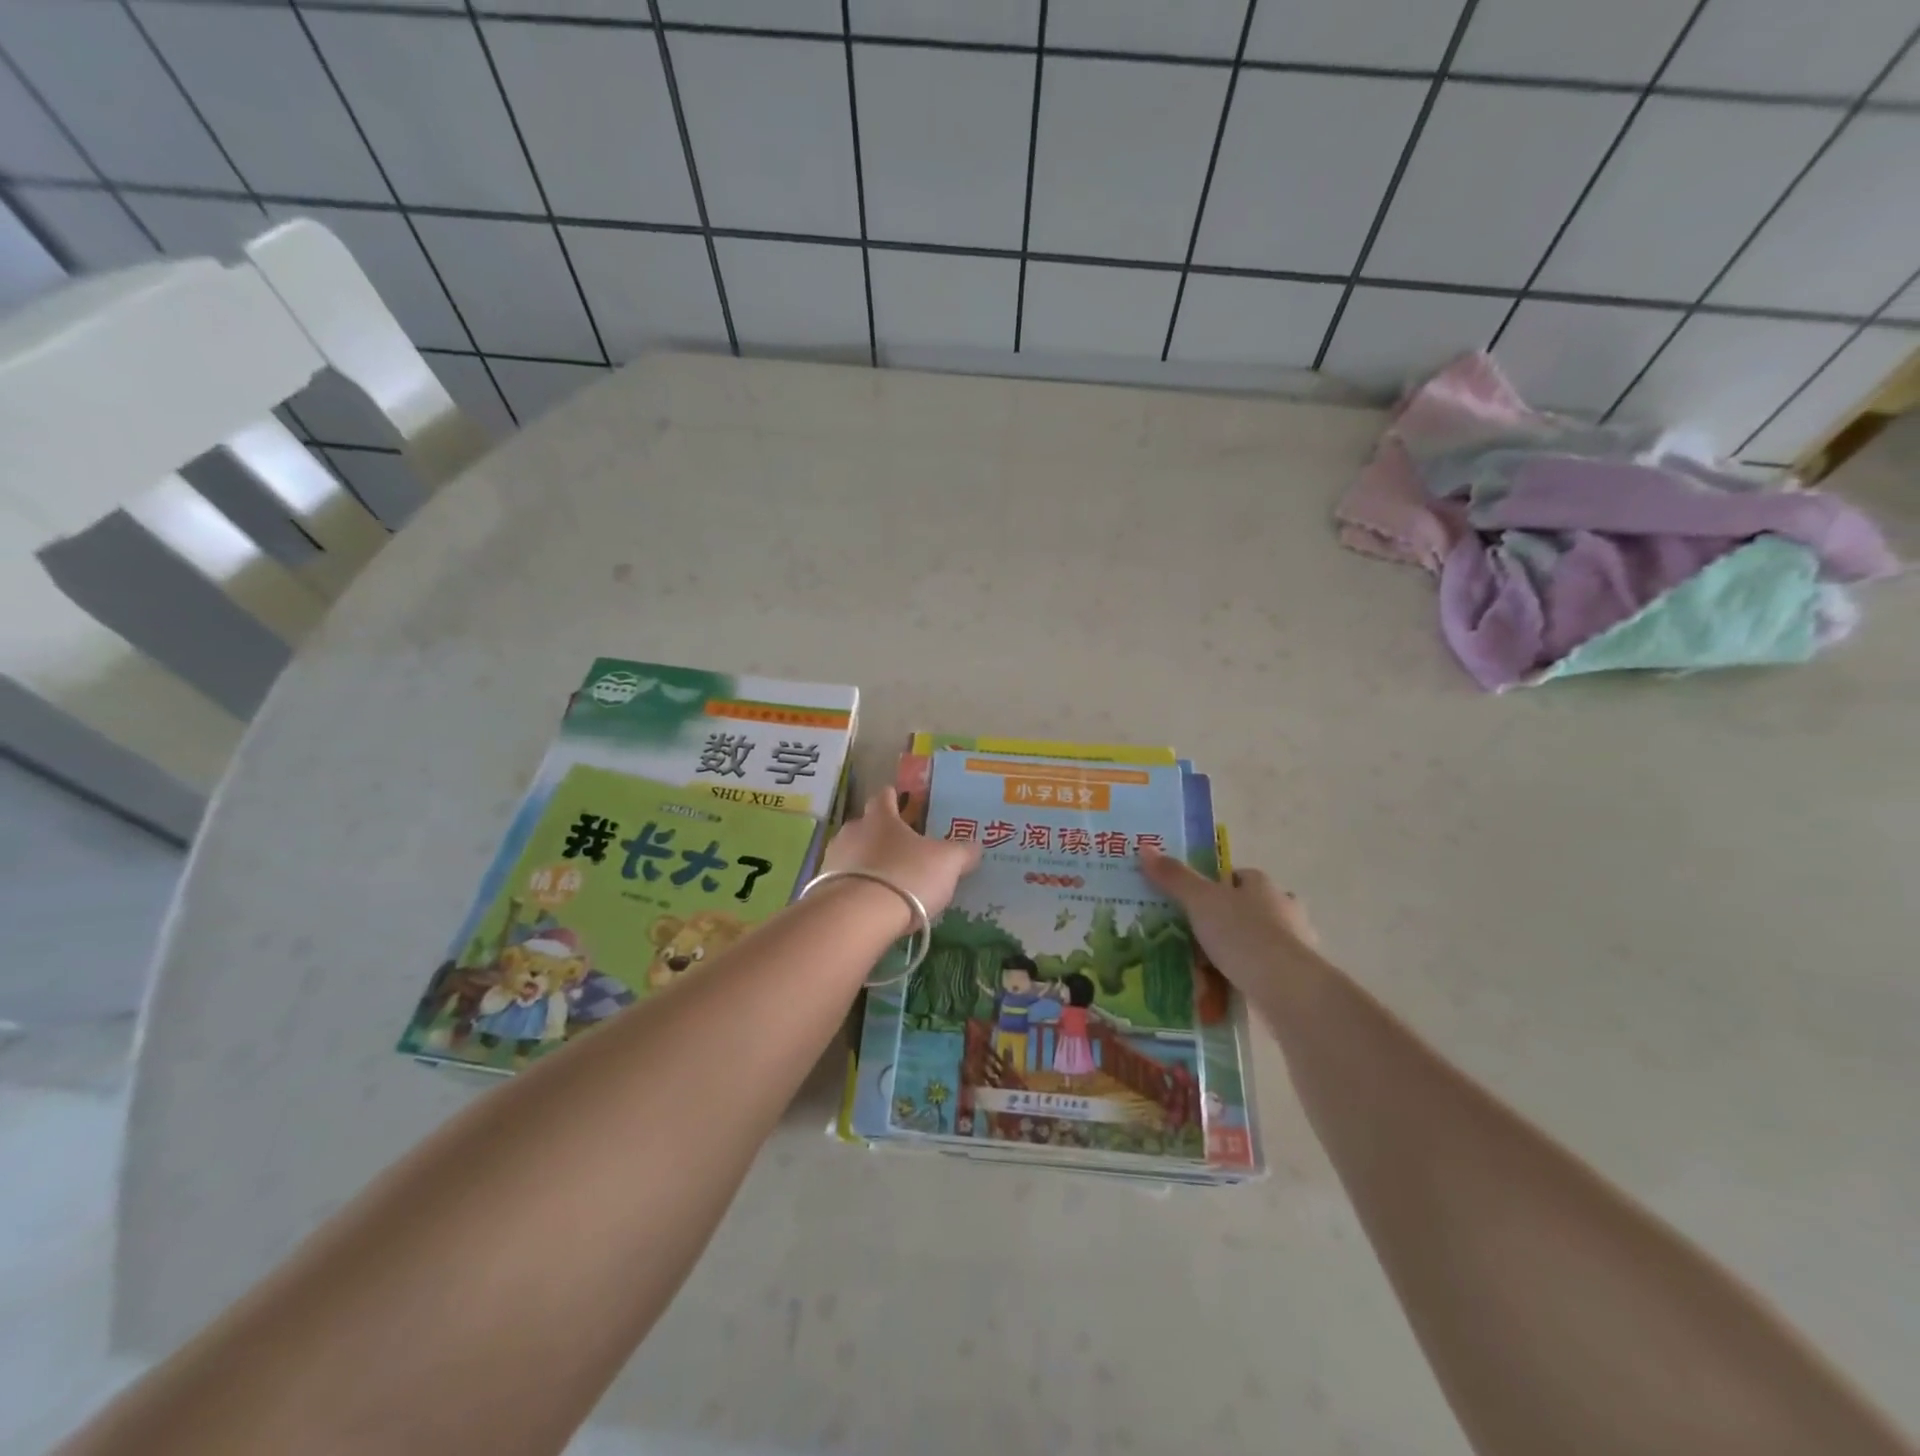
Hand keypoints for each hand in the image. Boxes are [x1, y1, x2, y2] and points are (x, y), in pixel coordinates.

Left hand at [822, 789, 981, 919]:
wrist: (857, 917)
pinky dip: (856, 889)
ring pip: (852, 854)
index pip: (884, 796)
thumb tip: (975, 847)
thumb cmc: (906, 876)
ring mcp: (833, 860)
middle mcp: (852, 832)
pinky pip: (842, 882)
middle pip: (866, 826)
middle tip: (901, 850)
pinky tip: (870, 905)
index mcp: (880, 818)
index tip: (900, 801)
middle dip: (880, 835)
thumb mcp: (947, 863)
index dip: (893, 798)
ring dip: (866, 864)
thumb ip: (962, 852)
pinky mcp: (822, 889)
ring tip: (885, 882)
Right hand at [1139, 846, 1320, 991]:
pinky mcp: (1295, 978)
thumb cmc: (1243, 935)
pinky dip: (1244, 976)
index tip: (1188, 902)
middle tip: (1189, 935)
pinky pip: (1261, 971)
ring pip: (1255, 941)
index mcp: (1262, 885)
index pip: (1236, 876)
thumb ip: (1174, 877)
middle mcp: (1283, 909)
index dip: (1212, 886)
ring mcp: (1294, 945)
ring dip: (1234, 950)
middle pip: (1246, 908)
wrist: (1288, 990)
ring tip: (1201, 966)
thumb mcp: (1200, 901)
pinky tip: (1222, 988)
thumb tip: (1145, 848)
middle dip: (1223, 920)